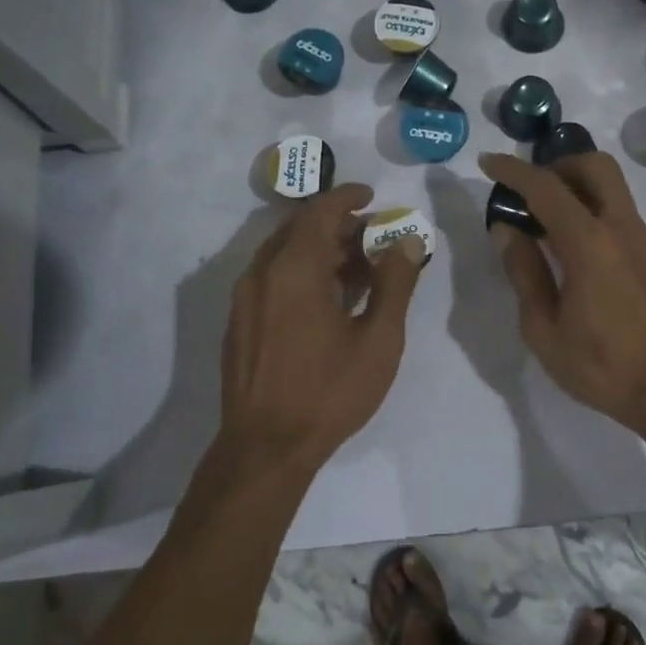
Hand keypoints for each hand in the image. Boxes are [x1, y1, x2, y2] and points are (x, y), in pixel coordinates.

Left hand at [219, 184, 424, 469]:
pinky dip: (301, 272)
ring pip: (284, 254)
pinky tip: (328, 299)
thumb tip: (405, 241)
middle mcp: (262, 273)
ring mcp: (245, 298)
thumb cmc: (328, 392)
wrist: (265, 448)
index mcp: (293, 269)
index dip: (347, 197)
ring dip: (320, 250)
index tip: (371, 196)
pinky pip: (272, 277)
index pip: (319, 212)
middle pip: (300, 229)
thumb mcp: (377, 340)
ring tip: (358, 270)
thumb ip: (394, 284)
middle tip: (373, 238)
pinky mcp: (240, 321)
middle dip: (338, 226)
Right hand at [478, 150, 645, 438]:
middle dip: (556, 166)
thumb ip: (524, 272)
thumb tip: (507, 230)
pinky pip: (618, 211)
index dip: (513, 170)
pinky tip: (572, 246)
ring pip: (611, 186)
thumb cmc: (601, 366)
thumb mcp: (543, 328)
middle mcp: (620, 228)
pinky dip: (591, 207)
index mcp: (589, 244)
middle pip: (594, 166)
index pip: (546, 188)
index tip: (487, 163)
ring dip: (576, 185)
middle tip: (528, 192)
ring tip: (544, 219)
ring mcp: (642, 239)